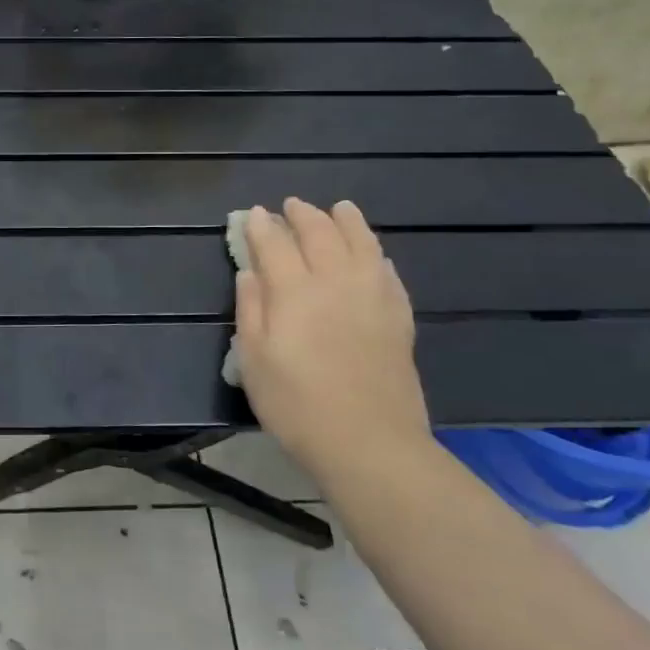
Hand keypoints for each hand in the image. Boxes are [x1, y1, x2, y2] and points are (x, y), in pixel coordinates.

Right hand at [234, 199, 430, 487]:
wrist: (369, 444)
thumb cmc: (296, 405)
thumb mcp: (253, 360)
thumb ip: (250, 309)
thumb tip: (250, 271)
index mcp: (294, 291)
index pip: (275, 244)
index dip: (262, 226)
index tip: (254, 214)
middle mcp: (335, 282)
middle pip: (319, 233)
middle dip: (303, 215)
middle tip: (292, 205)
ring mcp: (372, 297)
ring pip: (361, 243)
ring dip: (347, 221)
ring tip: (340, 208)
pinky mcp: (398, 318)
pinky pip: (388, 273)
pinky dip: (377, 254)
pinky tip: (373, 254)